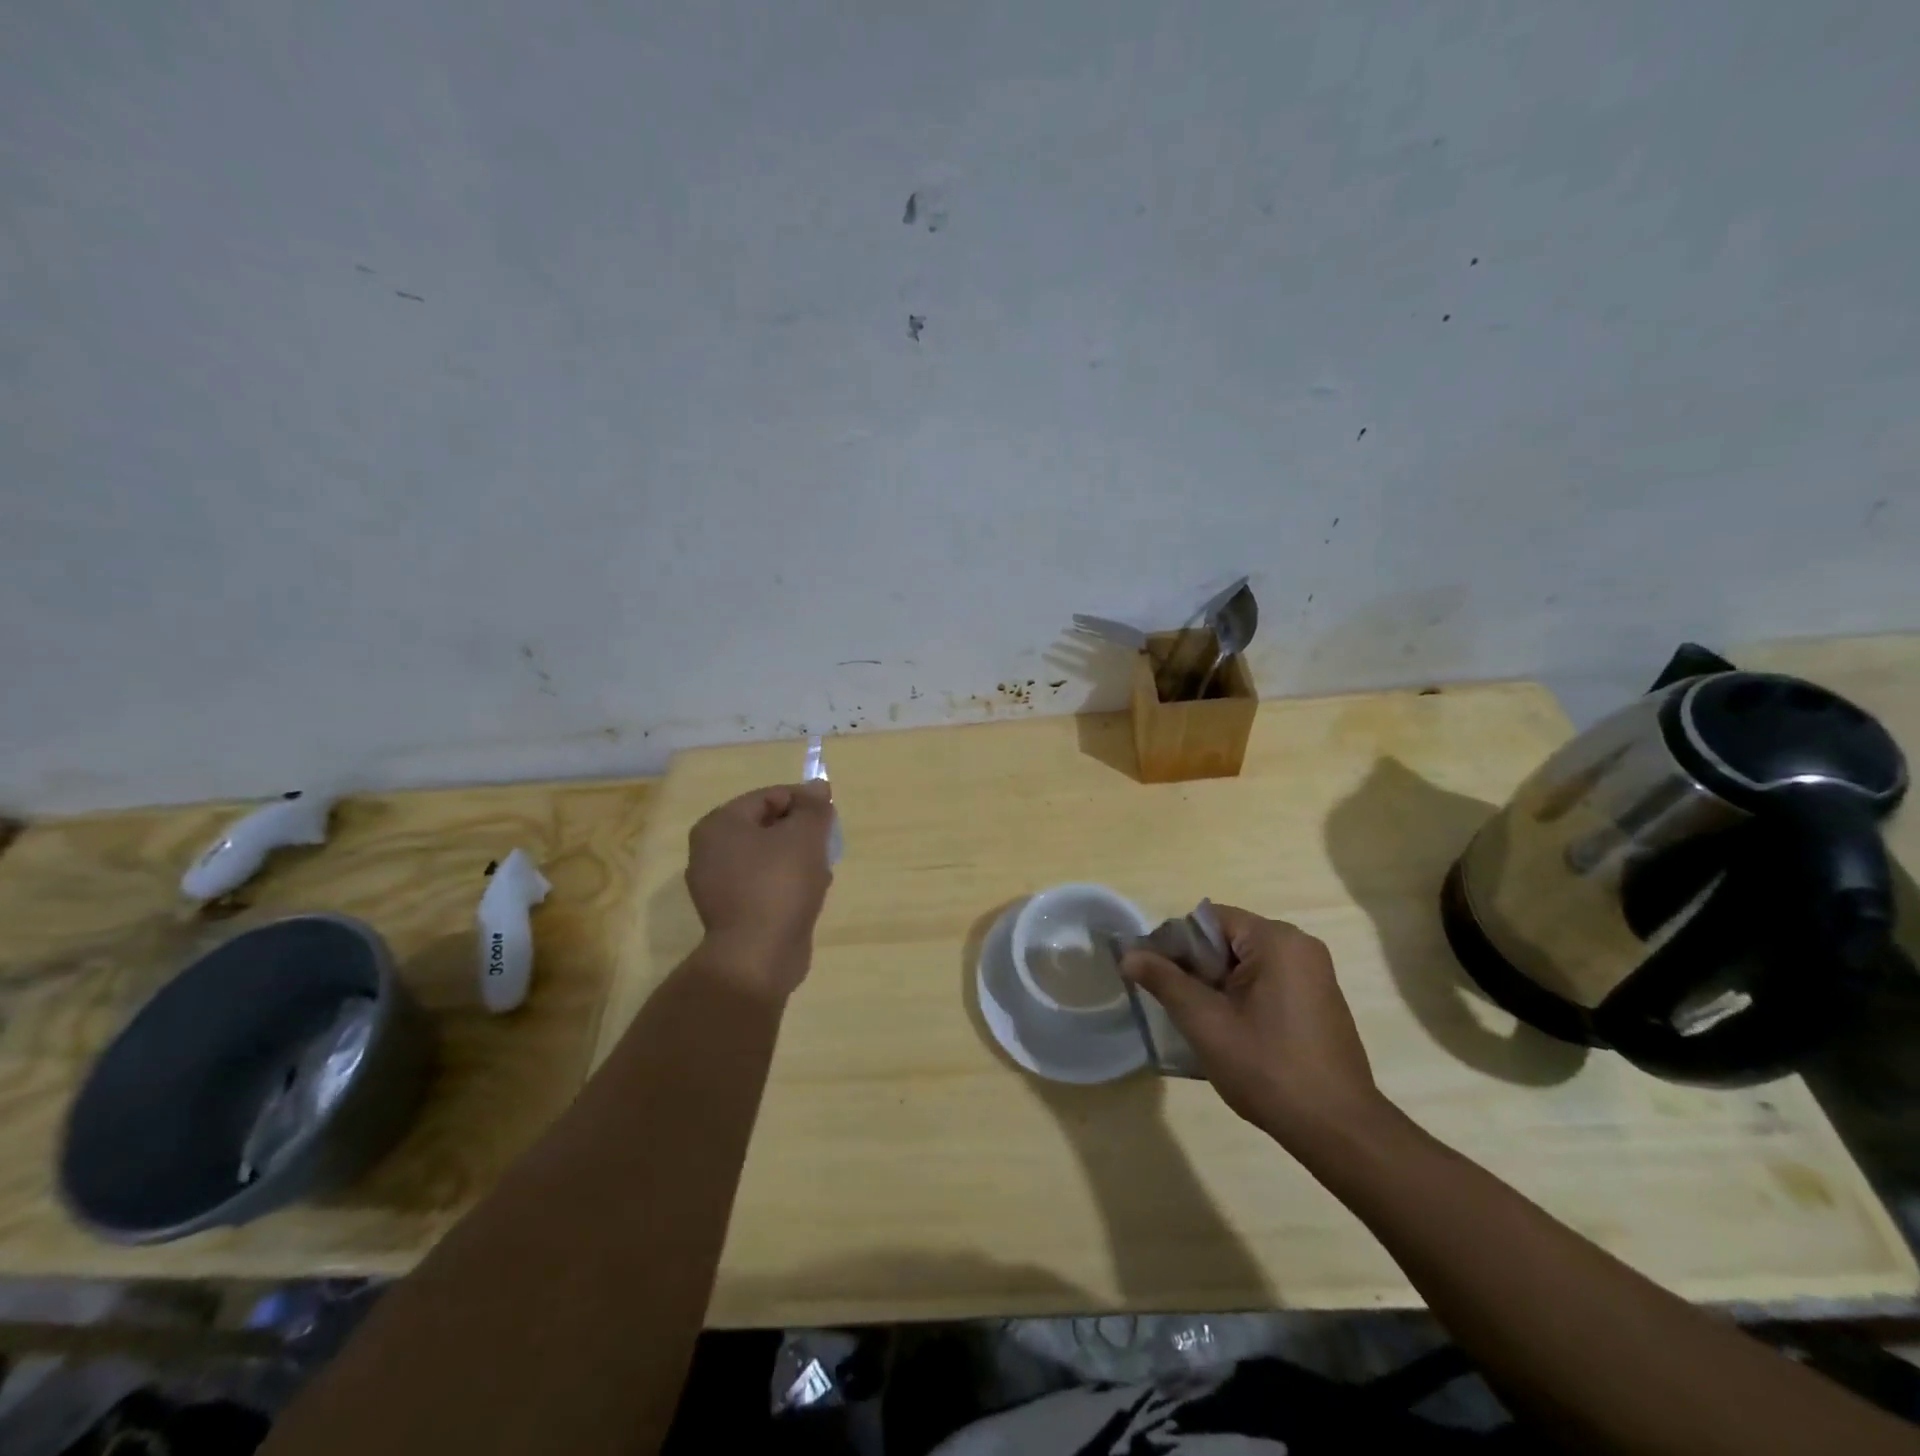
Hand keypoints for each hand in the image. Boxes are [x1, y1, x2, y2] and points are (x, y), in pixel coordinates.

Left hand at [685, 781, 835, 997]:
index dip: (804, 800)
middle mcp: (710, 851)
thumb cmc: (780, 884)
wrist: (759, 956)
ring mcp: (717, 886)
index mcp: (720, 825)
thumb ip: (813, 807)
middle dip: (800, 832)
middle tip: (826, 843)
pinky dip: (786, 884)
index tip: (830, 813)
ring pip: (766, 858)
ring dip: (797, 859)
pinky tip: (810, 894)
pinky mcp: (731, 914)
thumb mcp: (805, 835)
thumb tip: (817, 787)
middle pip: (766, 826)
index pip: (768, 796)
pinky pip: (763, 885)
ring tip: (822, 871)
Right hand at [1121, 905, 1385, 1148]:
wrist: (1339, 1131)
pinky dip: (1240, 997)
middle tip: (1172, 1004)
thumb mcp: (1205, 1022)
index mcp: (1276, 940)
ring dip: (1215, 985)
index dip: (1174, 944)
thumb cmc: (1268, 1068)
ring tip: (1198, 1022)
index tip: (1154, 977)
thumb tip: (1128, 954)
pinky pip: (1266, 982)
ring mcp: (1314, 974)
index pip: (1208, 920)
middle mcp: (1299, 946)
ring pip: (1244, 964)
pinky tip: (1230, 1033)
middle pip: (1226, 940)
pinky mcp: (1318, 1000)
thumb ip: (1164, 981)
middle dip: (1194, 967)